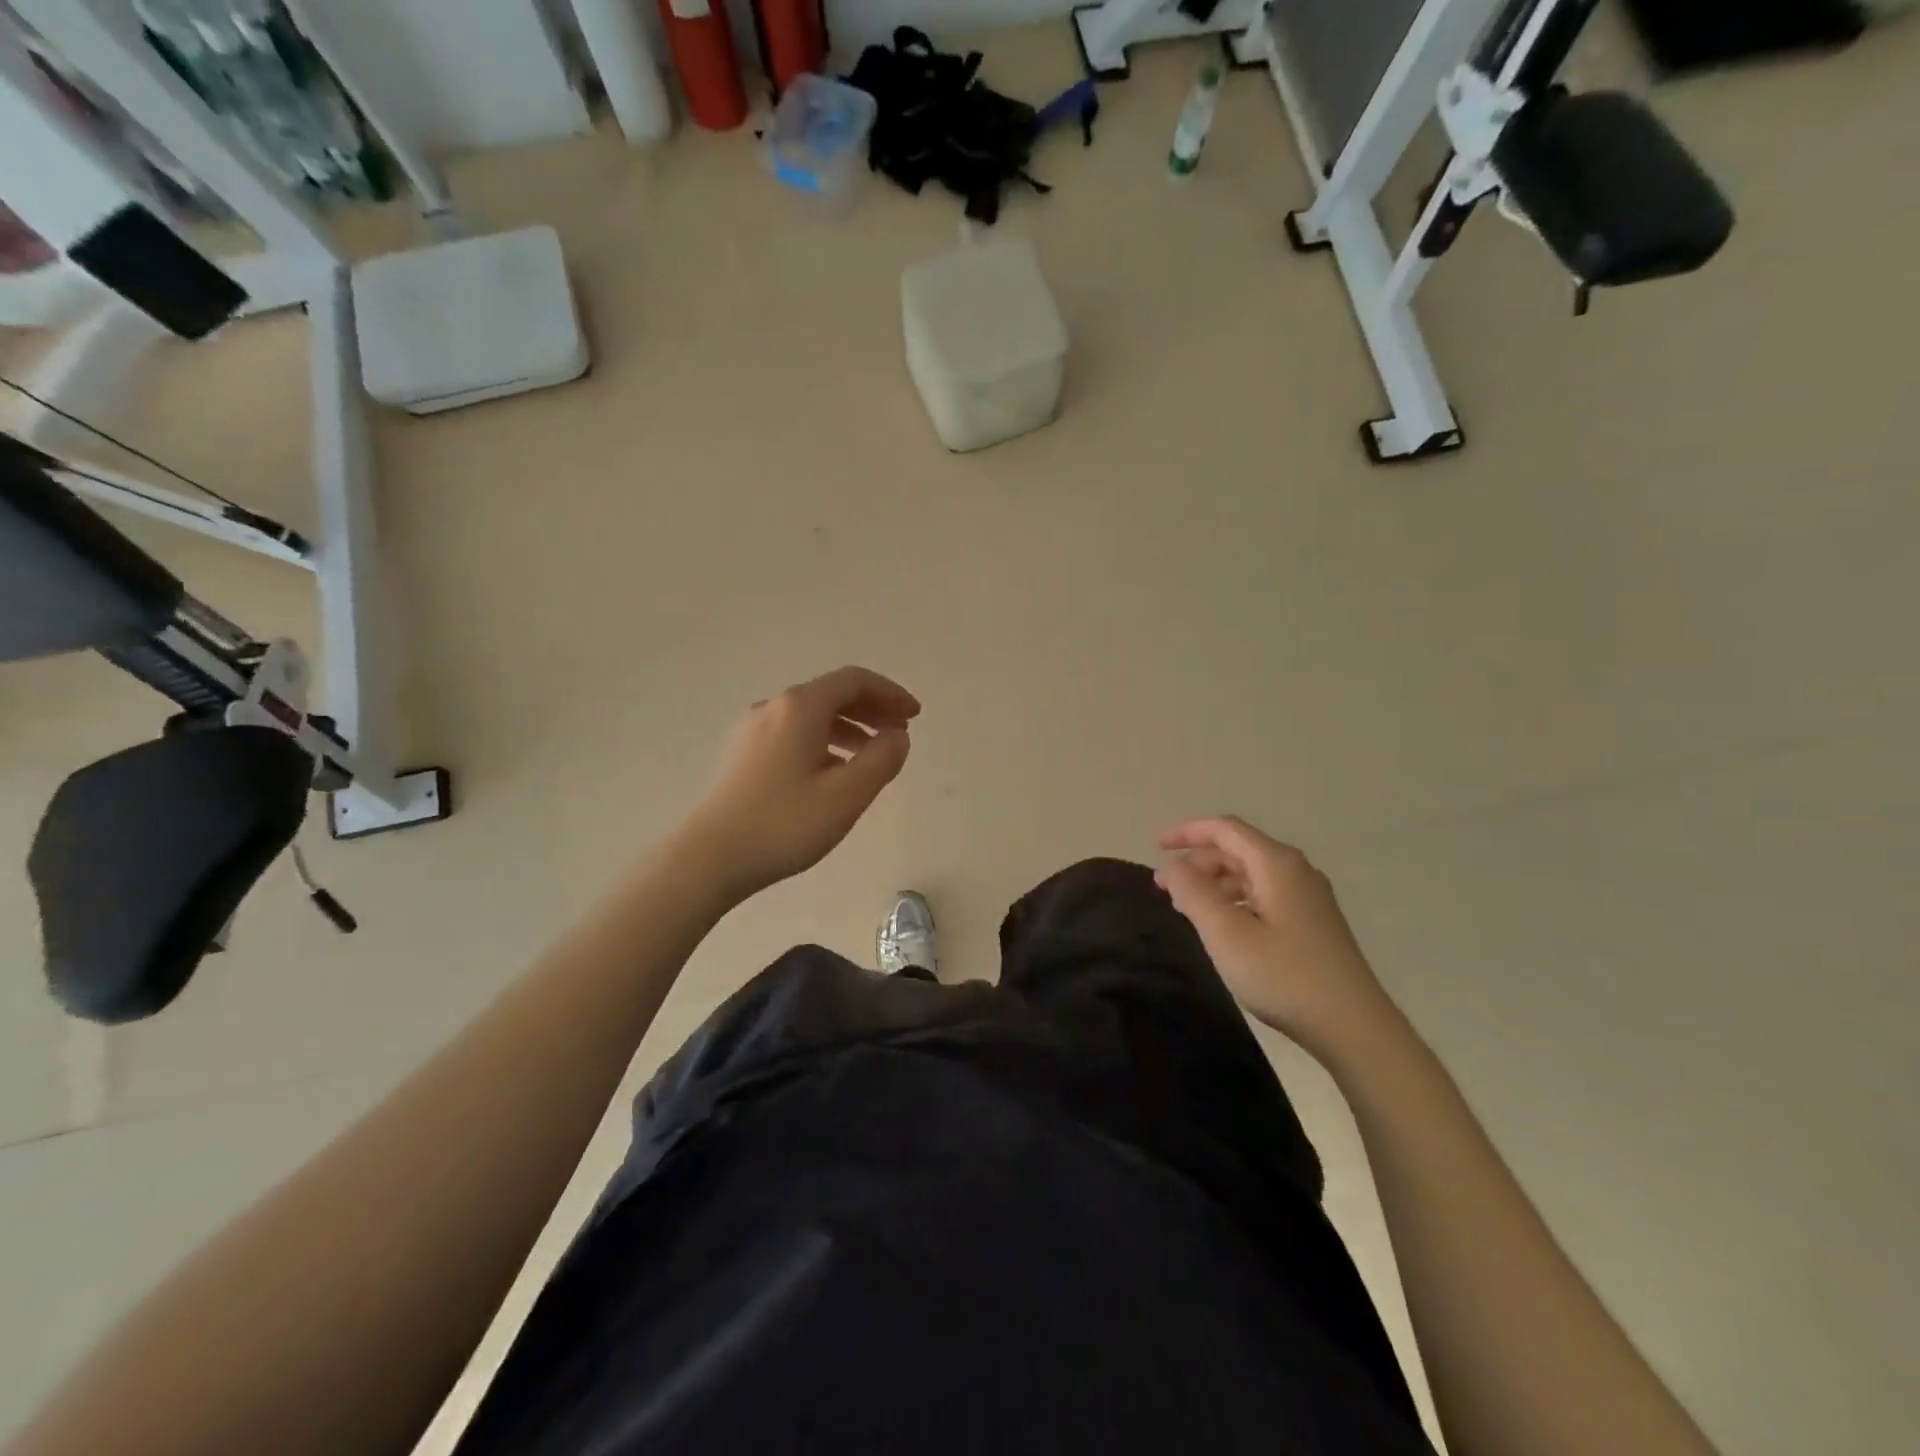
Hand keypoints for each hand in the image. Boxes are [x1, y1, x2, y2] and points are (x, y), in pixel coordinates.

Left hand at [676, 666, 920, 903]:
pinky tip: (833, 772)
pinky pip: (793, 733)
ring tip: (872, 756)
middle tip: (899, 733)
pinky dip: (824, 742)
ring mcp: (753, 729)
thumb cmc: (785, 824)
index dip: (890, 693)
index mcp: (800, 707)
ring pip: (812, 715)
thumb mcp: (847, 795)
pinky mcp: (742, 754)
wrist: (711, 857)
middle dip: (871, 709)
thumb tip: (897, 736)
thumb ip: (882, 759)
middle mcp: (774, 707)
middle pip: (832, 693)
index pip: (854, 680)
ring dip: (849, 727)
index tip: (914, 716)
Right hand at [1156, 816, 1400, 1064]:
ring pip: (1250, 874)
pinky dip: (1234, 900)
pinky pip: (1263, 894)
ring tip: (1186, 908)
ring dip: (1214, 883)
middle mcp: (1295, 871)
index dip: (1187, 832)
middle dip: (1197, 862)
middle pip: (1237, 849)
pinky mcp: (1313, 922)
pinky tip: (1222, 926)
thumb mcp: (1226, 934)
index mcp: (1276, 864)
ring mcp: (1308, 897)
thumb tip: (1172, 867)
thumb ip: (1193, 893)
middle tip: (1165, 887)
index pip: (1225, 829)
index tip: (1156, 846)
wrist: (1354, 1027)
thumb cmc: (1284, 975)